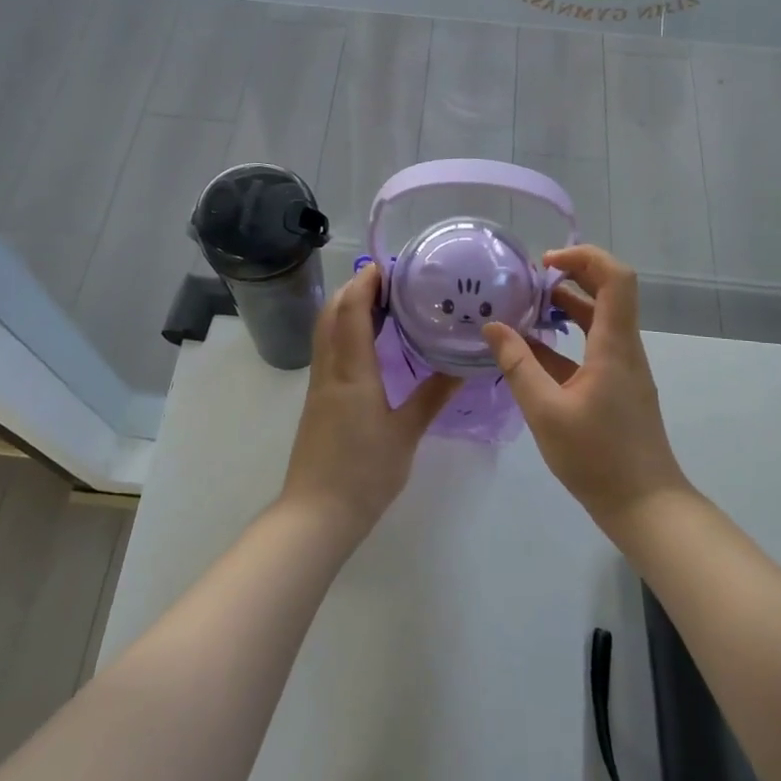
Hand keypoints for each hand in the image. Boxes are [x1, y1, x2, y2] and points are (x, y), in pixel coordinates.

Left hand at [281, 263, 457, 545]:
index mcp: (351, 371)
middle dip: (355, 289)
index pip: (351, 310)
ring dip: (348, 308)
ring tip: (384, 304)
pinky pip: (329, 350)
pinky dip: (345, 331)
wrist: (317, 514)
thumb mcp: (406, 434)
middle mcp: (330, 369)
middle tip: (391, 282)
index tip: (390, 266)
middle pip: (332, 313)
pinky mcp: (318, 399)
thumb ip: (433, 396)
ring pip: (326, 330)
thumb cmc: (364, 473)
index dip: (366, 282)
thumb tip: (463, 366)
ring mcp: (319, 384)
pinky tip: (370, 343)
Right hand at [482, 245, 691, 534]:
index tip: (545, 263)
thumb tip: (493, 327)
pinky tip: (532, 349)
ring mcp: (623, 367)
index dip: (584, 257)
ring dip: (567, 306)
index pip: (616, 278)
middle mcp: (624, 348)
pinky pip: (593, 346)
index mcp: (614, 346)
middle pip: (609, 291)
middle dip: (571, 275)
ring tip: (526, 307)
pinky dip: (566, 338)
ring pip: (600, 319)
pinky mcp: (617, 386)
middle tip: (530, 280)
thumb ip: (517, 366)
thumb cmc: (597, 457)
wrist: (644, 505)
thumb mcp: (545, 411)